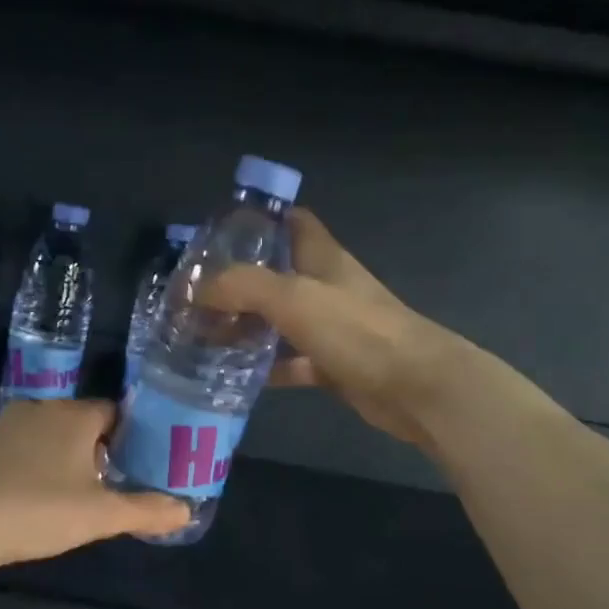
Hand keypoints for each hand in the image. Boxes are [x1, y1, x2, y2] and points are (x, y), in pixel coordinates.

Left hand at [0, 399, 188, 568]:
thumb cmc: (37, 509)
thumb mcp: (100, 515)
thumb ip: (145, 510)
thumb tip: (187, 510)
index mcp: (75, 416)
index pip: (115, 411)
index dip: (132, 435)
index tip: (141, 462)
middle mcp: (41, 409)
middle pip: (82, 422)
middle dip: (100, 447)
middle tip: (113, 482)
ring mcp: (5, 425)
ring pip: (50, 434)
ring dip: (65, 456)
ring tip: (76, 492)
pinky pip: (21, 448)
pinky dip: (34, 464)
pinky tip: (33, 496)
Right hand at [202, 209, 470, 446]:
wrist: (414, 387)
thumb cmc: (356, 331)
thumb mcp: (293, 297)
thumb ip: (241, 286)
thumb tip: (195, 289)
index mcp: (322, 257)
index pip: (290, 221)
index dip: (257, 221)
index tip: (217, 236)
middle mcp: (326, 287)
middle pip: (277, 274)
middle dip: (237, 282)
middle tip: (194, 297)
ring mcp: (331, 328)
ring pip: (280, 321)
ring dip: (246, 326)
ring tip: (202, 335)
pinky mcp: (333, 365)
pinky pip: (291, 362)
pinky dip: (267, 367)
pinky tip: (236, 376)